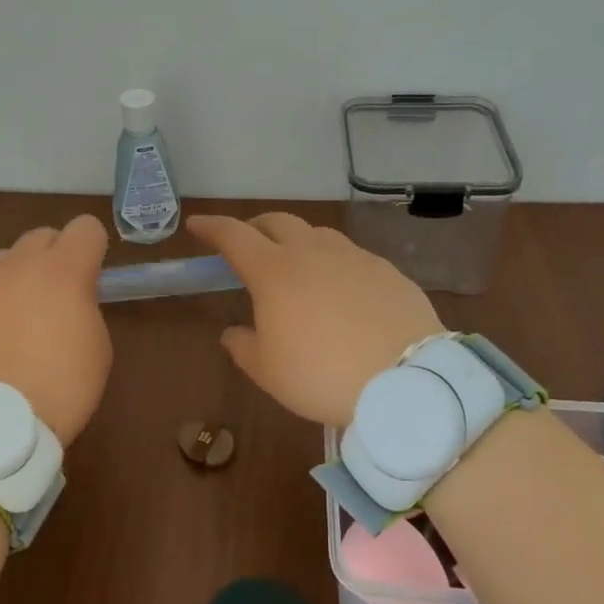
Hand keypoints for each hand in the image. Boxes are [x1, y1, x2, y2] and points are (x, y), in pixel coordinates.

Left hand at [0, 215, 111, 445]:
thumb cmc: (59, 388)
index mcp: (65, 271)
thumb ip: (85, 308)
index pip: (86, 227)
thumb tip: (70, 301)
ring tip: (13, 316)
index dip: (92, 248)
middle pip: (42, 236)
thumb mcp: (97, 348)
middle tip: (54, 296)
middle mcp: (21, 264)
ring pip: (4, 258)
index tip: (91, 277)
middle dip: (53, 257)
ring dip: (15, 276)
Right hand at [186, 213, 443, 428]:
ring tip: (296, 266)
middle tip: (247, 245)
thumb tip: (233, 333)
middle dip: (255, 227)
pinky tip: (342, 290)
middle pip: (277, 222)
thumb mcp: (269, 372)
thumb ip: (244, 347)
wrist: (406, 381)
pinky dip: (334, 263)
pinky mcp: (387, 270)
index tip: (197, 224)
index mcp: (274, 271)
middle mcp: (311, 252)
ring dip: (297, 241)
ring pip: (317, 234)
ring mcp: (353, 257)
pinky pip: (351, 256)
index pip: (233, 236)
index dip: (212, 227)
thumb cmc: (322, 375)